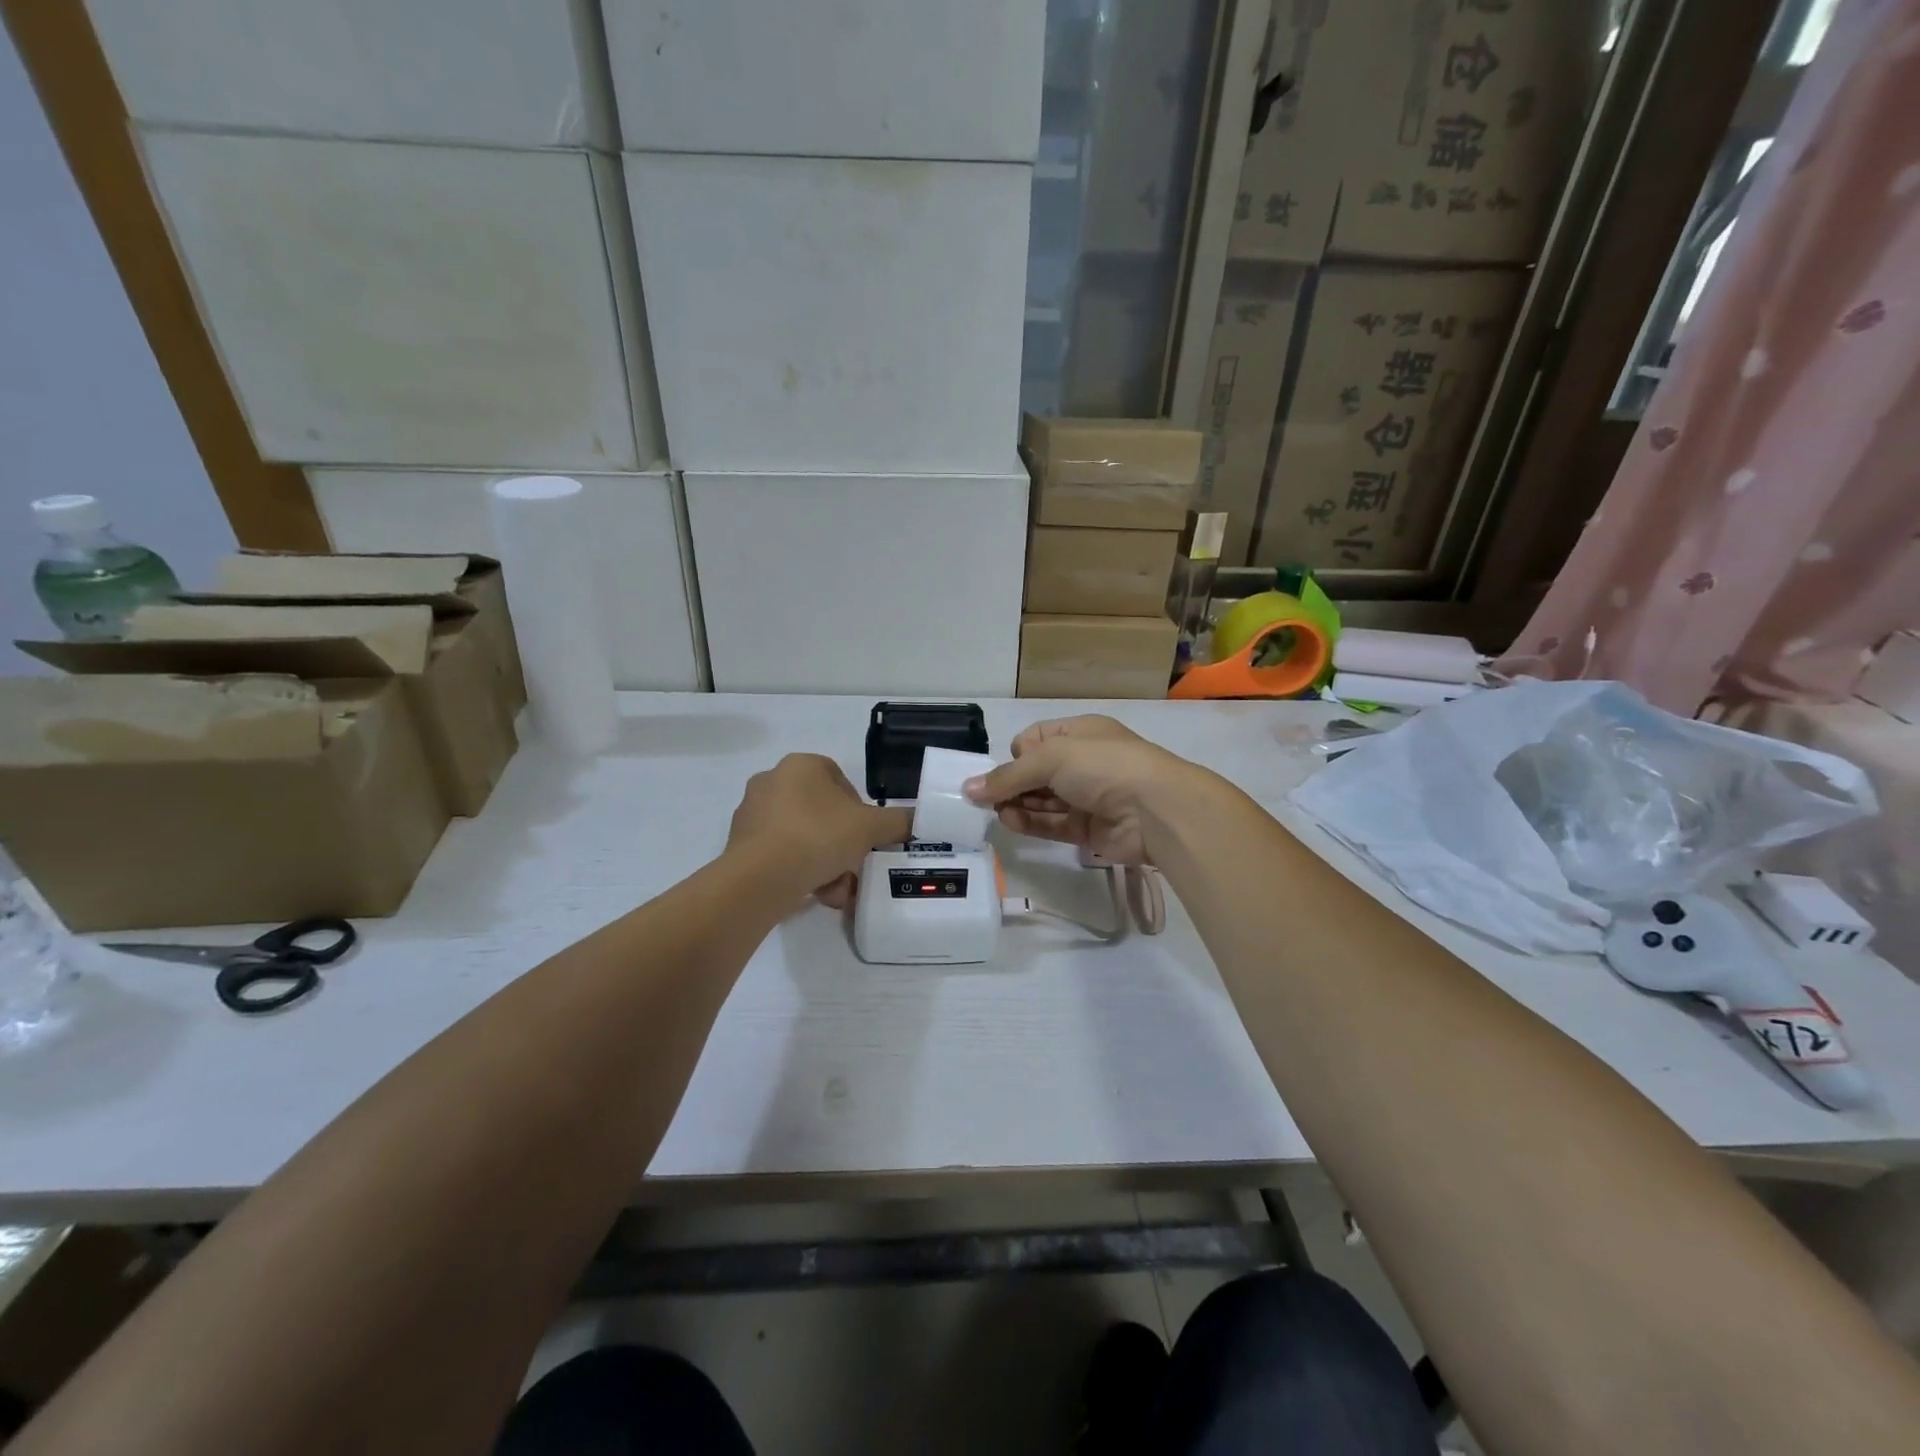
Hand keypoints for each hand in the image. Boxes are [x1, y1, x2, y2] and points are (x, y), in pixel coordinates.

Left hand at [727, 754, 911, 908]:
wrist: (760, 878)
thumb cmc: (818, 836)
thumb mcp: (871, 828)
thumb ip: (898, 821)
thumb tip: (917, 820)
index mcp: (801, 765)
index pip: (840, 780)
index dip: (859, 809)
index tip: (866, 836)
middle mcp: (772, 781)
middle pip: (821, 813)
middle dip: (842, 844)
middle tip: (854, 868)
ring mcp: (751, 813)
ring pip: (802, 837)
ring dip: (824, 863)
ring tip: (836, 891)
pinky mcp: (739, 844)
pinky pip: (780, 854)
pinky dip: (800, 871)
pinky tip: (814, 894)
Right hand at [962, 716, 1200, 865]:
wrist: (1157, 810)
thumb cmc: (1104, 766)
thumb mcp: (1051, 758)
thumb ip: (1008, 776)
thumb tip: (968, 788)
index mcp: (1081, 733)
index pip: (1037, 739)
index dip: (1019, 752)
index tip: (1010, 766)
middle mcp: (1084, 762)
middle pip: (1037, 772)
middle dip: (1012, 782)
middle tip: (985, 796)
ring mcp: (1088, 797)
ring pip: (1043, 800)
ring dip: (1017, 804)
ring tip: (993, 811)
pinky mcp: (1089, 829)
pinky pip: (1053, 824)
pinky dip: (1031, 823)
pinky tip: (1009, 822)